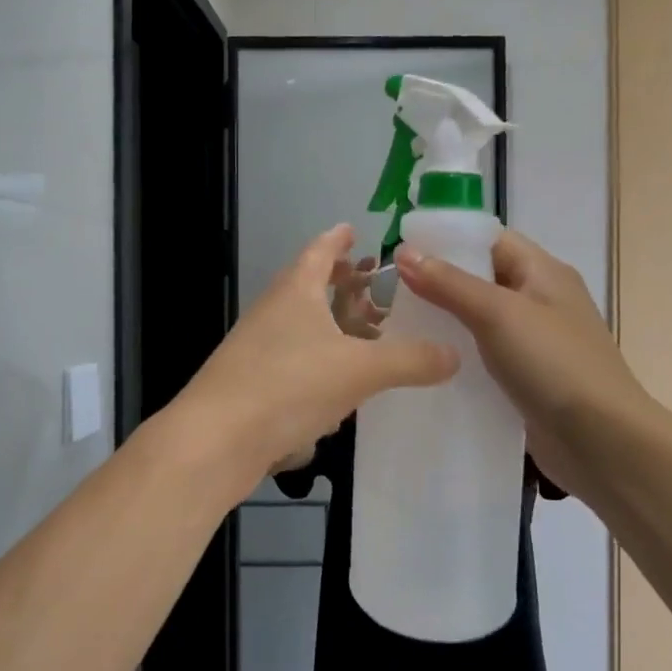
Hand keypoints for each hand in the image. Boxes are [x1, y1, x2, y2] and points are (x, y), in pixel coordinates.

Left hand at [175, 225, 458, 478]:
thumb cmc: (289, 386)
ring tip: (368, 336)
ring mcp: (258, 349)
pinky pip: (294, 363)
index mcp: (295, 292)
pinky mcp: (253, 385)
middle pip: (309, 287)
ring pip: (302, 327)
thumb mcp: (360, 370)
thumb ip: (410, 360)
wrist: (216, 440)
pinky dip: (320, 364)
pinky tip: (342, 389)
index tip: (353, 230)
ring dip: (332, 327)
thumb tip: (455, 355)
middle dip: (341, 285)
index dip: (337, 240)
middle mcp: (273, 312)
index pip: (318, 251)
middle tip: (373, 286)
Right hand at [394, 230, 648, 494]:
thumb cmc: (554, 364)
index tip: (400, 251)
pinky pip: (484, 357)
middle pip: (481, 279)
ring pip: (479, 321)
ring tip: (397, 326)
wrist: (602, 441)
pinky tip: (425, 363)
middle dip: (438, 282)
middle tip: (389, 293)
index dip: (447, 240)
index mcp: (542, 272)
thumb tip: (404, 252)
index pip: (489, 240)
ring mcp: (534, 342)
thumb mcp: (498, 314)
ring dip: (444, 322)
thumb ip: (449, 283)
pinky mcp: (525, 378)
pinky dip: (457, 356)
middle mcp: (539, 300)